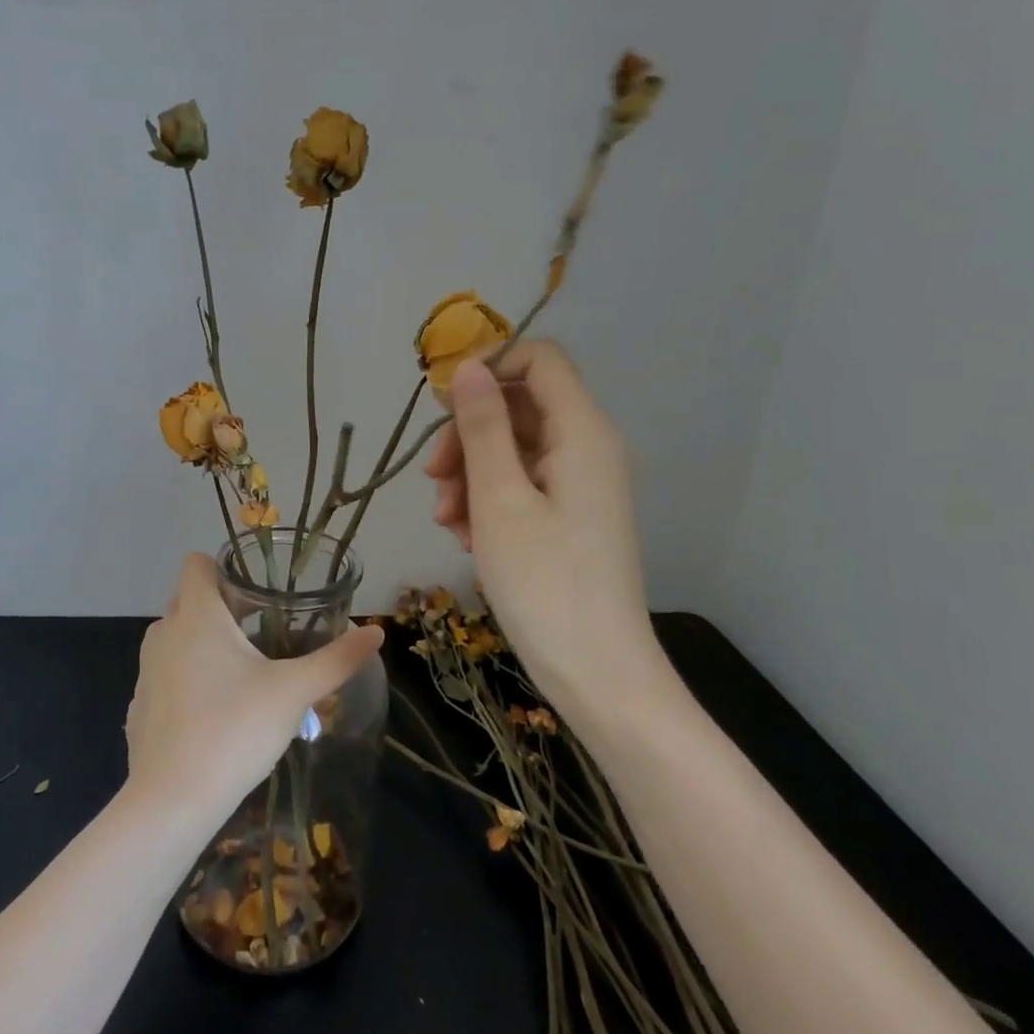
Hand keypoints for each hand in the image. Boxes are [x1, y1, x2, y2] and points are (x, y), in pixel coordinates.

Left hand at [125, 553, 382, 817]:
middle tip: (263, 628)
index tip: (256, 589)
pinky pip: (167, 676)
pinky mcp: (139, 708)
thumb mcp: (294, 692)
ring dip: (204, 643)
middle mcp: (164, 634)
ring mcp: (147, 672)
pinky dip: (188, 680)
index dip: (224, 566)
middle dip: (222, 606)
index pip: (196, 564)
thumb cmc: (234, 730)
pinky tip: (216, 713)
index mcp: (197, 616)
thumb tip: (376, 632)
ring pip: (176, 639)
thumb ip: (336, 659)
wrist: (171, 803)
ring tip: (244, 670)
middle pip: (189, 599)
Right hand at [425, 341, 668, 713]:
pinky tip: (468, 539)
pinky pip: (523, 486)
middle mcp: (588, 448)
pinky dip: (489, 502)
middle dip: (468, 435)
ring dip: (471, 475)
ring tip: (448, 523)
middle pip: (519, 407)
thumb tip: (470, 367)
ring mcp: (580, 486)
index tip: (444, 409)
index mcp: (582, 432)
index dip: (489, 369)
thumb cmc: (545, 583)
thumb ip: (483, 427)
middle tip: (435, 481)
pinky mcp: (571, 518)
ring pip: (514, 450)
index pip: (540, 359)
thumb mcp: (499, 499)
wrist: (598, 674)